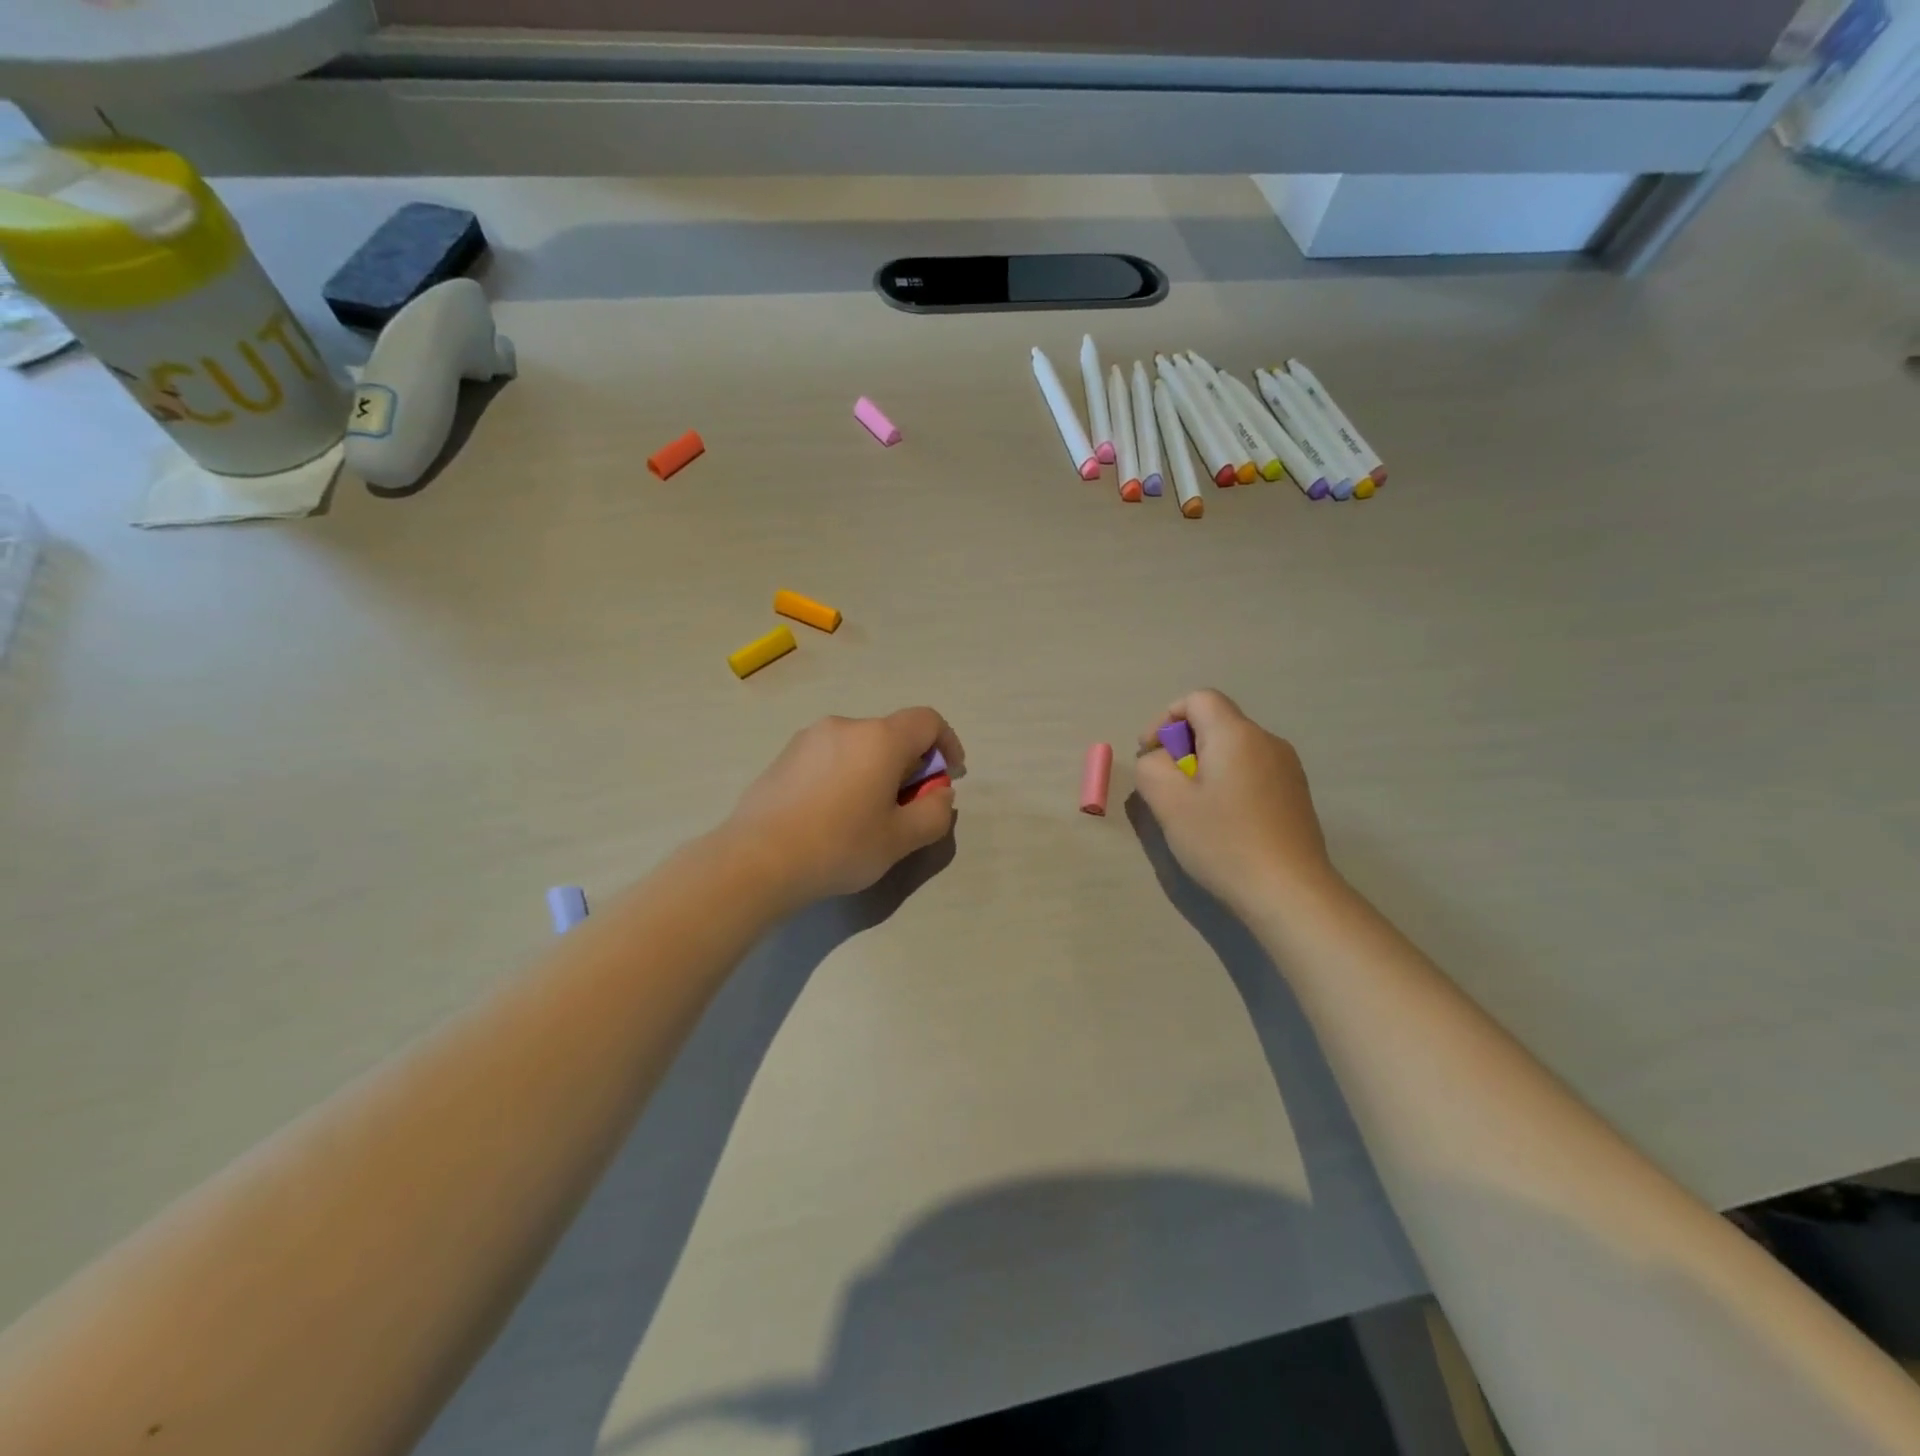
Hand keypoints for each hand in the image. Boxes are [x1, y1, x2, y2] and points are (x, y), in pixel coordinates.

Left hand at [724, 708, 963, 906]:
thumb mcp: (901, 839)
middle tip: (906, 807)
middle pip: (892, 734)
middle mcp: (845, 726)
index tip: (949, 776)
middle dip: (910, 765)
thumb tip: (939, 794)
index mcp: (880, 739)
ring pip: (859, 746)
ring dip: (875, 771)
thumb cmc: (839, 846)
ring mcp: (809, 738)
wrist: (757, 860)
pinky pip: (830, 757)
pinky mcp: (784, 756)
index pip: (927, 721)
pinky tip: (830, 815)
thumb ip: (934, 813)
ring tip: (865, 816)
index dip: (947, 744)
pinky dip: (844, 775)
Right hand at [1133, 690, 1335, 915]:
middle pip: (1216, 723)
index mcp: (1236, 734)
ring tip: (1194, 809)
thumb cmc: (1223, 841)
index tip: (1152, 755)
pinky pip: (1252, 772)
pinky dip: (1229, 784)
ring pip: (1234, 750)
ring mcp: (1288, 768)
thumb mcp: (1168, 802)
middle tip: (1168, 788)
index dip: (1165, 718)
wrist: (1289, 892)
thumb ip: (1151, 767)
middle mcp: (1267, 741)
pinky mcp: (1296, 795)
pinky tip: (1224, 823)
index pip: (1198, 699)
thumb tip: (1159, 759)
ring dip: (1205, 768)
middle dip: (1183, 747)